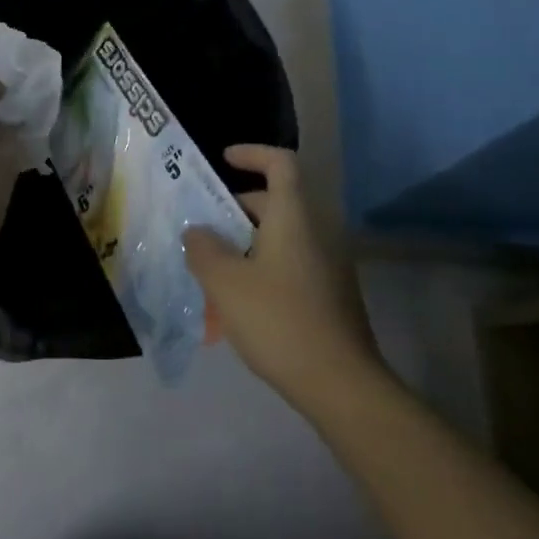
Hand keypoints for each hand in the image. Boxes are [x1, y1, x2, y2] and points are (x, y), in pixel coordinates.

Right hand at [183, 145, 387, 413]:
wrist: (341, 384)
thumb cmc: (279, 321)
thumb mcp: (226, 283)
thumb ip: (203, 249)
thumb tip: (197, 232)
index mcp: (294, 218)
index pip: (280, 163)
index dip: (252, 153)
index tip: (224, 159)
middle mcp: (316, 232)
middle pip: (276, 202)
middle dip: (236, 209)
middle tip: (203, 229)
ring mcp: (328, 264)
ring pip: (281, 237)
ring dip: (246, 243)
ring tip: (212, 270)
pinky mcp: (331, 294)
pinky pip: (291, 263)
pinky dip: (262, 267)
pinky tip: (238, 302)